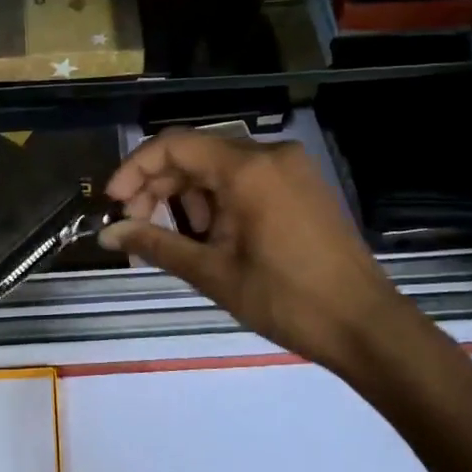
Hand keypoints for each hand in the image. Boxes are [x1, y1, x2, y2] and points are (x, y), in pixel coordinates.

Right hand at [101, 130, 405, 379]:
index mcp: (247, 169)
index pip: (174, 145)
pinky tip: (210, 235)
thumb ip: (156, 244)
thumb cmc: (285, 300)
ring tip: (178, 239)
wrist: (365, 326)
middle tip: (136, 226)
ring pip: (220, 167)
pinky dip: (218, 200)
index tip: (113, 202)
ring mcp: (290, 168)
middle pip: (196, 154)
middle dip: (159, 187)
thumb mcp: (213, 273)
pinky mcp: (301, 185)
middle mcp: (269, 154)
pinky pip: (246, 178)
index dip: (135, 169)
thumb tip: (107, 234)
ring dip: (188, 196)